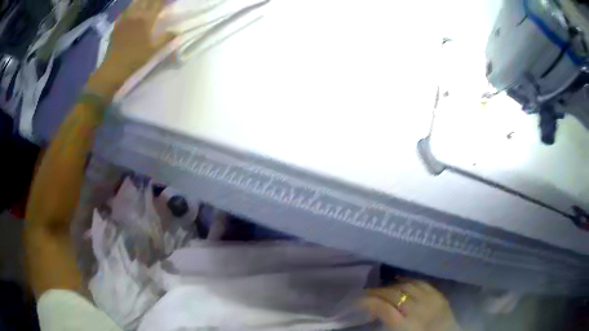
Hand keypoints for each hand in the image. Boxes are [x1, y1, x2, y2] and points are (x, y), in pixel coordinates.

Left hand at [87, 0, 174, 98]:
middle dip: (152, 0)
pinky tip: (131, 11)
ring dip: (141, 1)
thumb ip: (166, 38)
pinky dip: (129, 8)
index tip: (166, 2)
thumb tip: (177, 31)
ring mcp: (125, 18)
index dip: (163, 0)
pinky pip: (124, 11)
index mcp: (147, 19)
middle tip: (156, 3)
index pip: (158, 2)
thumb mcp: (154, 50)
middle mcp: (136, 14)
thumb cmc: (135, 59)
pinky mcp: (117, 24)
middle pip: (146, 0)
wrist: (114, 68)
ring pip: (135, 2)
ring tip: (145, 3)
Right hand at [360, 280, 460, 330]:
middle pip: (394, 294)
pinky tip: (401, 281)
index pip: (382, 307)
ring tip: (383, 289)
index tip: (356, 300)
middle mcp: (418, 310)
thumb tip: (372, 314)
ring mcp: (431, 300)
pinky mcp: (439, 296)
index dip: (367, 301)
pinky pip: (422, 283)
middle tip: (366, 293)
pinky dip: (409, 281)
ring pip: (407, 286)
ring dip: (392, 286)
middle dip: (377, 292)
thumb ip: (386, 324)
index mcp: (405, 325)